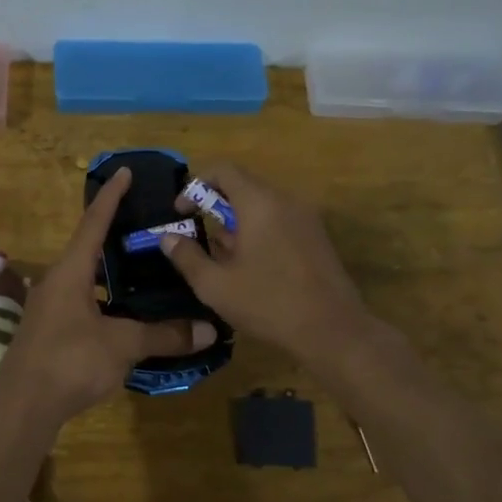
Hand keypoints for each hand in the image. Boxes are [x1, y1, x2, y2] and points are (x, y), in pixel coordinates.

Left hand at [0, 168, 217, 420]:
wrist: (23, 407)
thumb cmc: (70, 362)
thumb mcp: (122, 345)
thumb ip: (164, 335)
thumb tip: (208, 330)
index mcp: (70, 272)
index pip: (93, 222)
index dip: (111, 196)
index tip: (125, 171)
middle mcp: (56, 282)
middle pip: (88, 247)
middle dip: (115, 233)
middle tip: (148, 223)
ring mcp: (50, 308)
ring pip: (86, 278)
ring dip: (112, 271)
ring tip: (145, 266)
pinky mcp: (51, 331)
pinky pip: (84, 302)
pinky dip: (107, 299)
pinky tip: (128, 312)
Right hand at [160, 162, 370, 360]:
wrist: (333, 330)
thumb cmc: (268, 304)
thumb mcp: (215, 286)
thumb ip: (187, 257)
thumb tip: (168, 237)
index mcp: (260, 203)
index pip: (223, 170)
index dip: (196, 185)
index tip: (181, 212)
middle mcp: (286, 201)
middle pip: (243, 187)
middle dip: (215, 207)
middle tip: (198, 238)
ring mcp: (306, 218)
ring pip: (262, 206)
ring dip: (237, 222)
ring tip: (222, 258)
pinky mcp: (317, 238)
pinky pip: (280, 221)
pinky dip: (259, 232)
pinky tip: (251, 267)